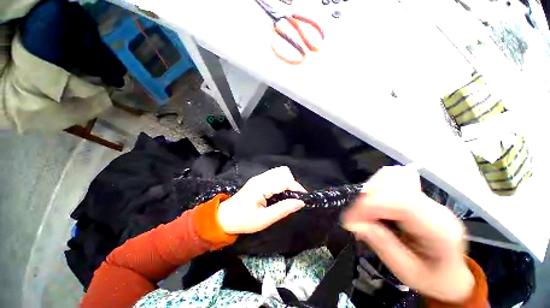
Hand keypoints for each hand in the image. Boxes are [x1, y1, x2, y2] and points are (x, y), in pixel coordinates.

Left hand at [218, 166, 305, 234]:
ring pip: (279, 174)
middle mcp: (260, 178)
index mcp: (261, 186)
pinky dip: (281, 184)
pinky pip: (274, 177)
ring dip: (287, 183)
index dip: (296, 187)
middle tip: (295, 199)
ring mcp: (258, 178)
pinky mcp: (258, 181)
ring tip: (289, 197)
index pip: (284, 180)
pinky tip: (280, 195)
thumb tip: (300, 203)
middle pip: (283, 173)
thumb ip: (283, 209)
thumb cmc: (243, 220)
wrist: (224, 217)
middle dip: (292, 184)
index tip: (303, 198)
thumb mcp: (264, 219)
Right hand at [341, 166, 473, 302]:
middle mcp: (433, 206)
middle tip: (355, 218)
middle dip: (366, 197)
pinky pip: (391, 179)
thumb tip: (354, 223)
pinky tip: (373, 204)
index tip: (350, 220)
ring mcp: (425, 198)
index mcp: (439, 229)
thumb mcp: (407, 272)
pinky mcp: (416, 195)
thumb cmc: (432, 279)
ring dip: (370, 190)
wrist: (450, 274)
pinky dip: (375, 188)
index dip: (370, 205)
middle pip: (394, 183)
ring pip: (391, 176)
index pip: (402, 202)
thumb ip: (382, 244)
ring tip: (364, 211)